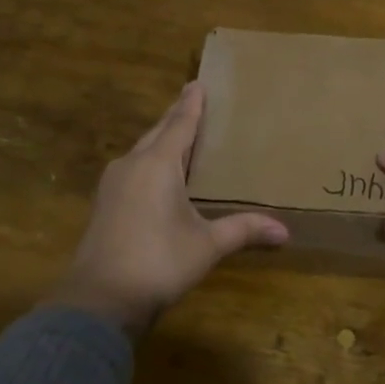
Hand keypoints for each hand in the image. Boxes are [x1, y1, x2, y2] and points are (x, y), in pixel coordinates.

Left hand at [48, 82, 287, 334]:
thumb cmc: (158, 262)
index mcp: (158, 164)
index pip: (180, 124)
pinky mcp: (104, 203)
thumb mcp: (206, 245)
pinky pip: (132, 168)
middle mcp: (132, 164)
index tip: (197, 83)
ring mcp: (113, 184)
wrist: (99, 300)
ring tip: (178, 136)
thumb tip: (285, 233)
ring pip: (141, 150)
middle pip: (157, 132)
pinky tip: (157, 174)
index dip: (191, 104)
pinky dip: (149, 161)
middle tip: (192, 102)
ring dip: (160, 140)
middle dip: (176, 117)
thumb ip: (243, 231)